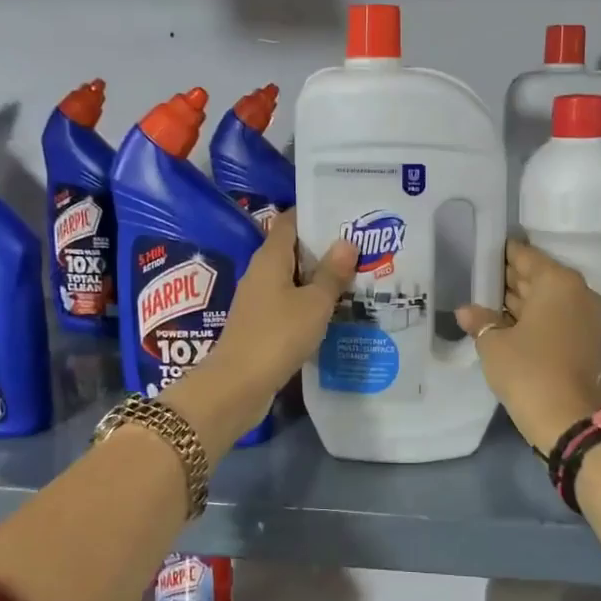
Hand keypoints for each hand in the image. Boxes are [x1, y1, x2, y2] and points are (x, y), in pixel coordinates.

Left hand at [166, 211, 356, 445]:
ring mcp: (259, 300)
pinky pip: (290, 302)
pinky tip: (335, 310)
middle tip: (361, 246)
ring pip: (293, 278)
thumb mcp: (314, 303)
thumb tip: (346, 241)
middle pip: (294, 249)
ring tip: (356, 275)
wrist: (238, 386)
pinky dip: (310, 301)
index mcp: (270, 258)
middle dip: (325, 247)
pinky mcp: (261, 324)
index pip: (291, 222)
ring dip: (320, 277)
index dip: (316, 215)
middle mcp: (261, 273)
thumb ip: (332, 273)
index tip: (346, 214)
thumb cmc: (278, 335)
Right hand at [456, 240, 600, 455]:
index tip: (485, 252)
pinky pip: (561, 320)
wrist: (568, 421)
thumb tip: (466, 310)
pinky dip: (540, 320)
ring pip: (552, 301)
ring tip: (492, 303)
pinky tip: (513, 326)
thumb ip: (480, 320)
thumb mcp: (493, 343)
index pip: (526, 257)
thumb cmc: (528, 371)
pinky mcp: (593, 343)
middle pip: (541, 278)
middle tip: (483, 279)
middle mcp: (580, 293)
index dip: (504, 254)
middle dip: (513, 280)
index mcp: (558, 282)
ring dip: (525, 302)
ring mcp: (591, 319)